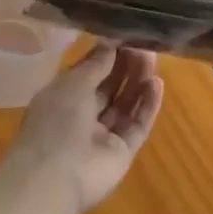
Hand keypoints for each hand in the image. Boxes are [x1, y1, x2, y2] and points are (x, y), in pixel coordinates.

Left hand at [6, 43, 163, 213]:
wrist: (55, 177)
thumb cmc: (56, 120)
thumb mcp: (73, 82)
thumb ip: (96, 64)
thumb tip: (111, 43)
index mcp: (63, 97)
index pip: (88, 73)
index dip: (106, 55)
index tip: (125, 36)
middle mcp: (82, 116)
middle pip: (109, 88)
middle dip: (125, 67)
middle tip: (144, 45)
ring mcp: (103, 137)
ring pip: (125, 105)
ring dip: (138, 83)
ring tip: (153, 59)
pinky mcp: (122, 153)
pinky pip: (137, 126)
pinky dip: (147, 106)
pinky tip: (157, 84)